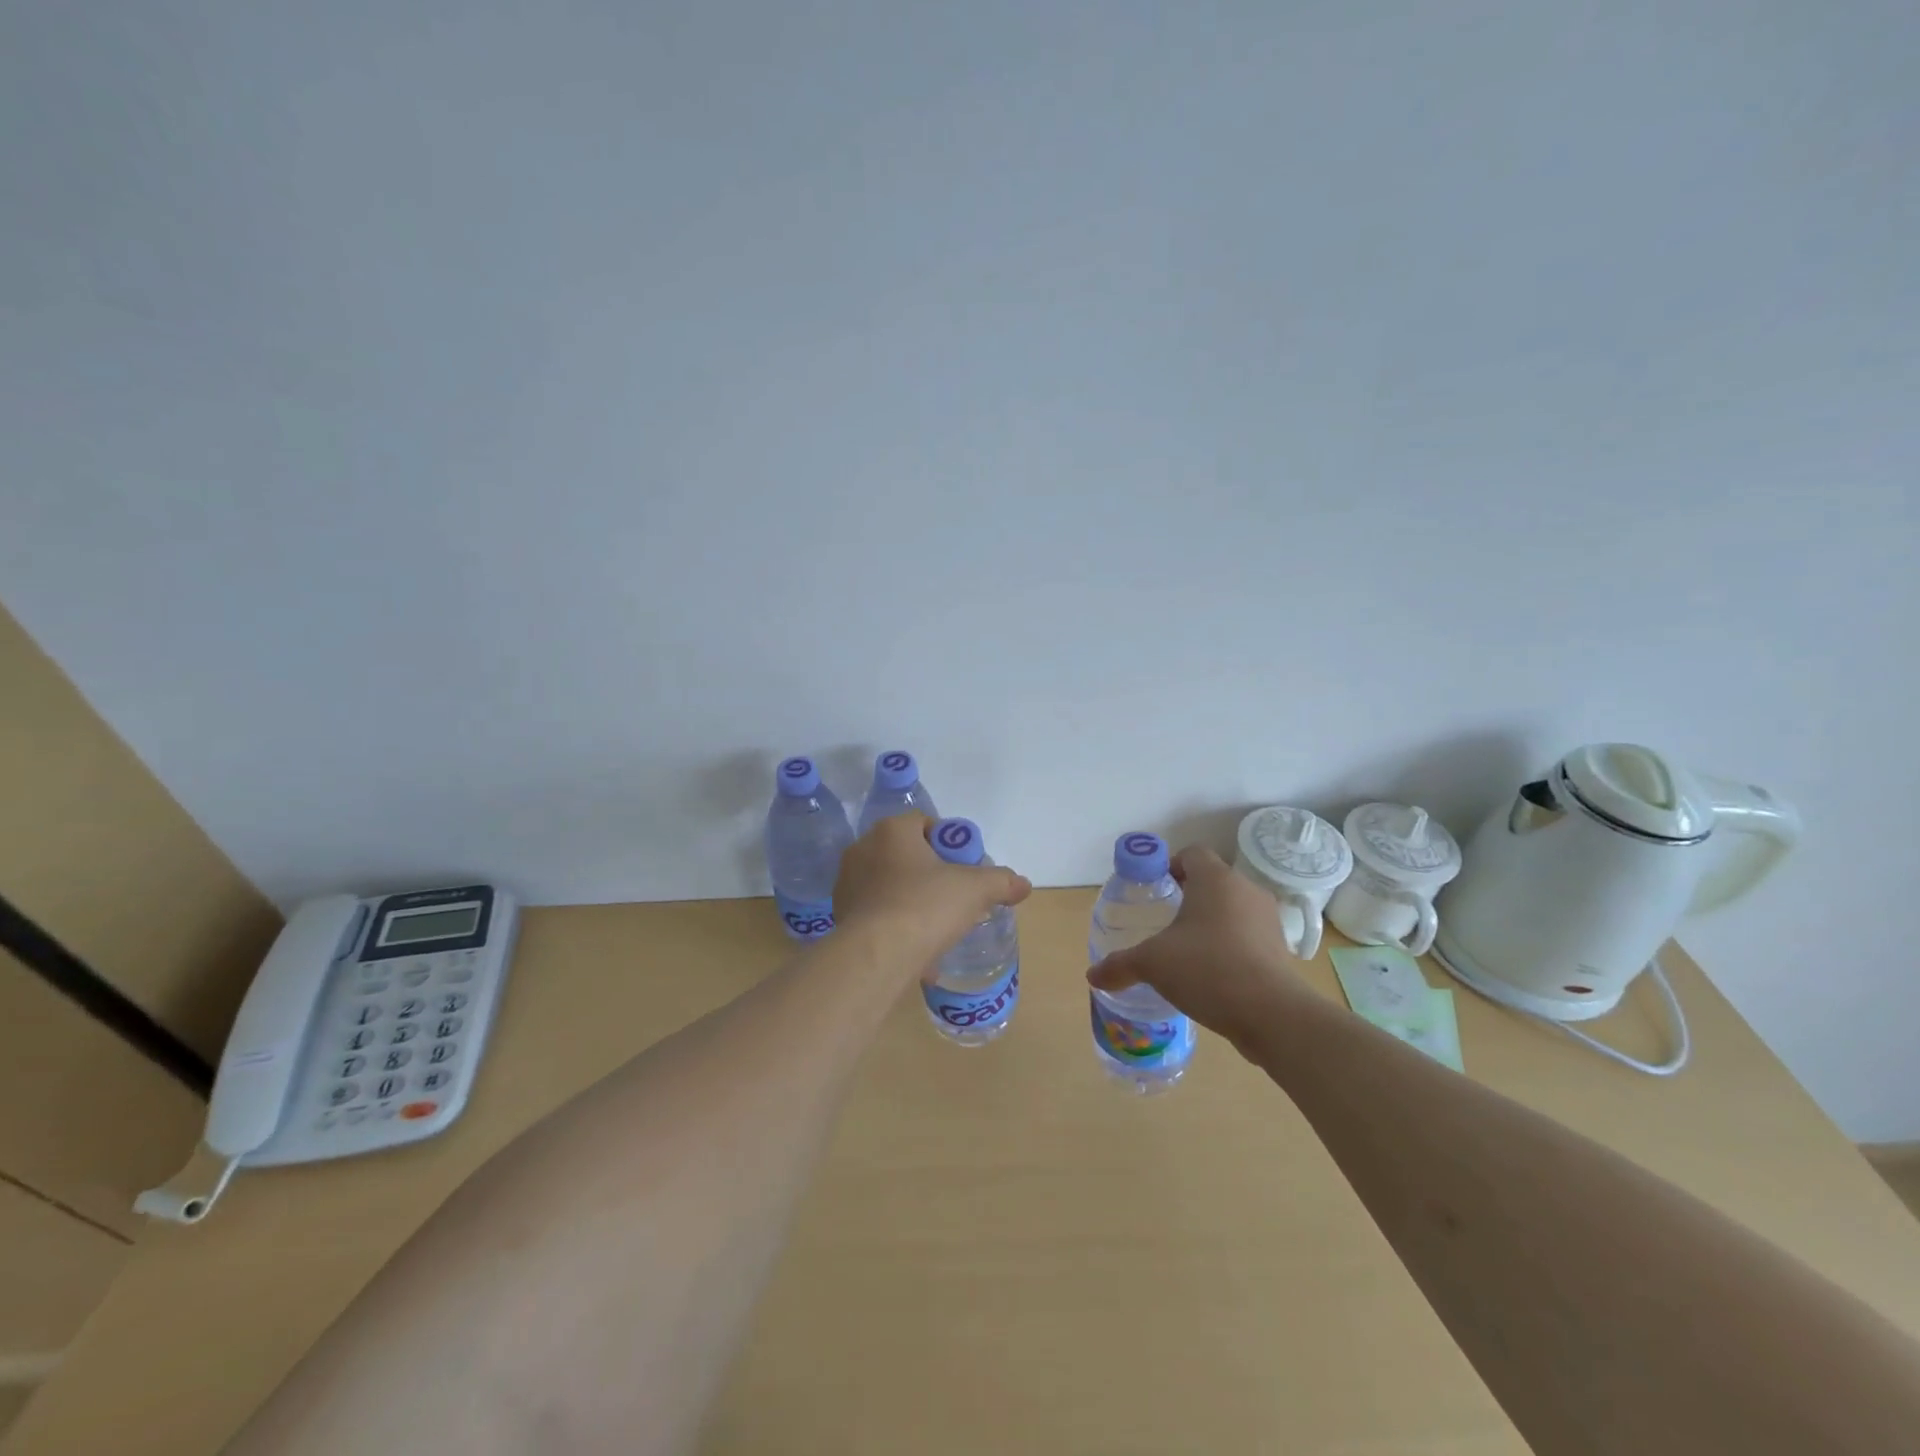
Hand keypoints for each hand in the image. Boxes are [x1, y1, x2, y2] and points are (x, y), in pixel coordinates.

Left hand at [834, 814, 1032, 978]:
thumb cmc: (926, 906)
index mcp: (892, 830)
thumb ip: (1001, 881)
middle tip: (952, 896)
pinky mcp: (840, 915)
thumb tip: (1023, 884)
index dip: (948, 842)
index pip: (924, 823)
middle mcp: (863, 849)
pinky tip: (914, 949)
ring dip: (909, 899)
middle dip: (928, 873)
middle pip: (905, 853)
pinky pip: (875, 913)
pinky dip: (893, 925)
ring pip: (888, 884)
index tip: (963, 867)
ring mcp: (847, 883)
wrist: (876, 955)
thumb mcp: (975, 890)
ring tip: (933, 927)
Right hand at [1085, 845, 1306, 1047]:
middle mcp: (1245, 889)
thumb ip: (1120, 965)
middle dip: (1188, 896)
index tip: (1155, 890)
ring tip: (1188, 950)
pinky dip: (1231, 945)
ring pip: (1233, 908)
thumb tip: (1092, 976)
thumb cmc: (1207, 969)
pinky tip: (1214, 973)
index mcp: (1215, 879)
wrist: (1272, 1014)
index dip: (1171, 866)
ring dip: (1212, 922)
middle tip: (1165, 921)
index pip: (1192, 853)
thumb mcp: (1153, 964)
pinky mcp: (1280, 948)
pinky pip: (1248, 935)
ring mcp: (1268, 919)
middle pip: (1213, 880)